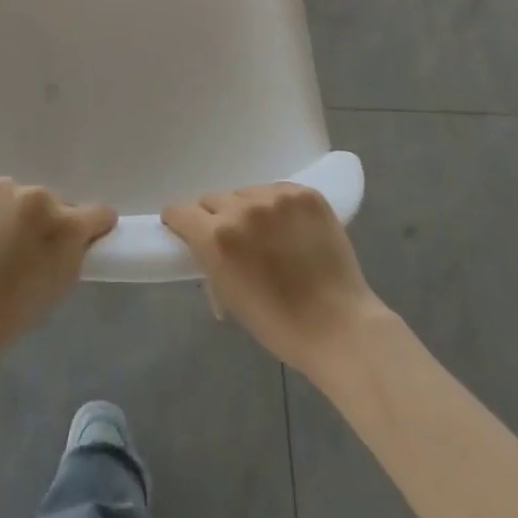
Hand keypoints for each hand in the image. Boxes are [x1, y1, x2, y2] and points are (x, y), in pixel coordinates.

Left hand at [0, 178, 116, 362]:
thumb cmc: (10, 309)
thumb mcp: (60, 283)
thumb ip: (75, 251)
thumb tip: (77, 235)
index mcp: (65, 223)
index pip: (99, 213)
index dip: (93, 228)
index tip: (82, 241)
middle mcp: (39, 195)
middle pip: (55, 203)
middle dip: (47, 221)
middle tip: (27, 249)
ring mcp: (2, 187)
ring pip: (20, 197)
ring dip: (16, 212)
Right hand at [162, 184, 386, 375]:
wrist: (338, 326)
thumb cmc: (277, 323)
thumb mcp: (227, 294)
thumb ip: (209, 258)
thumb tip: (203, 242)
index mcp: (216, 237)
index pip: (180, 211)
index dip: (180, 222)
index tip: (186, 231)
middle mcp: (242, 209)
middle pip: (212, 199)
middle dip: (215, 218)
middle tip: (233, 240)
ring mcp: (277, 198)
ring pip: (246, 193)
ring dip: (248, 210)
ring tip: (268, 235)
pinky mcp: (306, 194)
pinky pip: (277, 191)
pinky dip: (278, 207)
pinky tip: (291, 229)